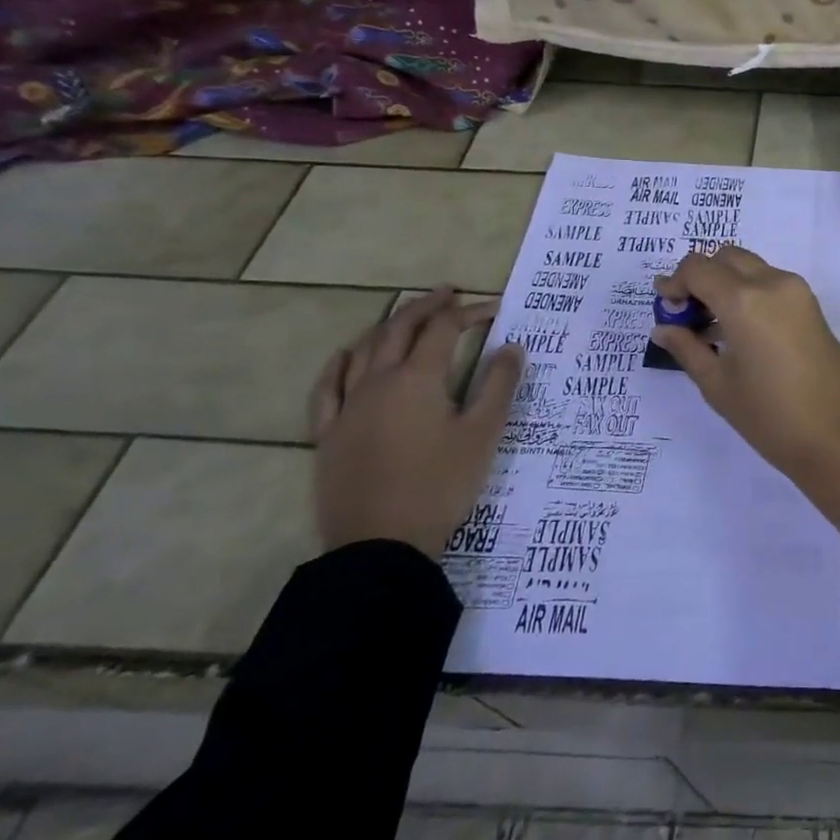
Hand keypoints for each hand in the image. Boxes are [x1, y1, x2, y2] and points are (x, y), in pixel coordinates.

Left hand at [309, 287, 524, 556]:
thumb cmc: (440, 485)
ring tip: (405, 318)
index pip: (444, 330)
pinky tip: (346, 356)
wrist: (380, 546)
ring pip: (362, 351)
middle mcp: (378, 382)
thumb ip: (498, 385)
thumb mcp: (483, 434)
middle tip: (447, 293)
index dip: (470, 312)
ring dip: (387, 327)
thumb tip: (512, 346)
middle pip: (399, 329)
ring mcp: (347, 408)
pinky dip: (339, 364)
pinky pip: (327, 388)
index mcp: (417, 379)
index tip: (495, 308)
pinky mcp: (328, 435)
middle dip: (425, 307)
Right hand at [651, 247, 839, 526]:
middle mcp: (772, 282)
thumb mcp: (719, 386)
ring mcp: (797, 291)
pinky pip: (771, 283)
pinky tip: (738, 330)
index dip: (675, 282)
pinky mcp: (812, 305)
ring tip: (710, 327)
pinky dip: (748, 292)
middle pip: (726, 258)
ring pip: (751, 267)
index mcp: (744, 300)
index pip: (698, 268)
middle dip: (701, 277)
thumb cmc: (772, 417)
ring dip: (725, 283)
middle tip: (687, 314)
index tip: (665, 308)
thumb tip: (663, 327)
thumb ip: (688, 349)